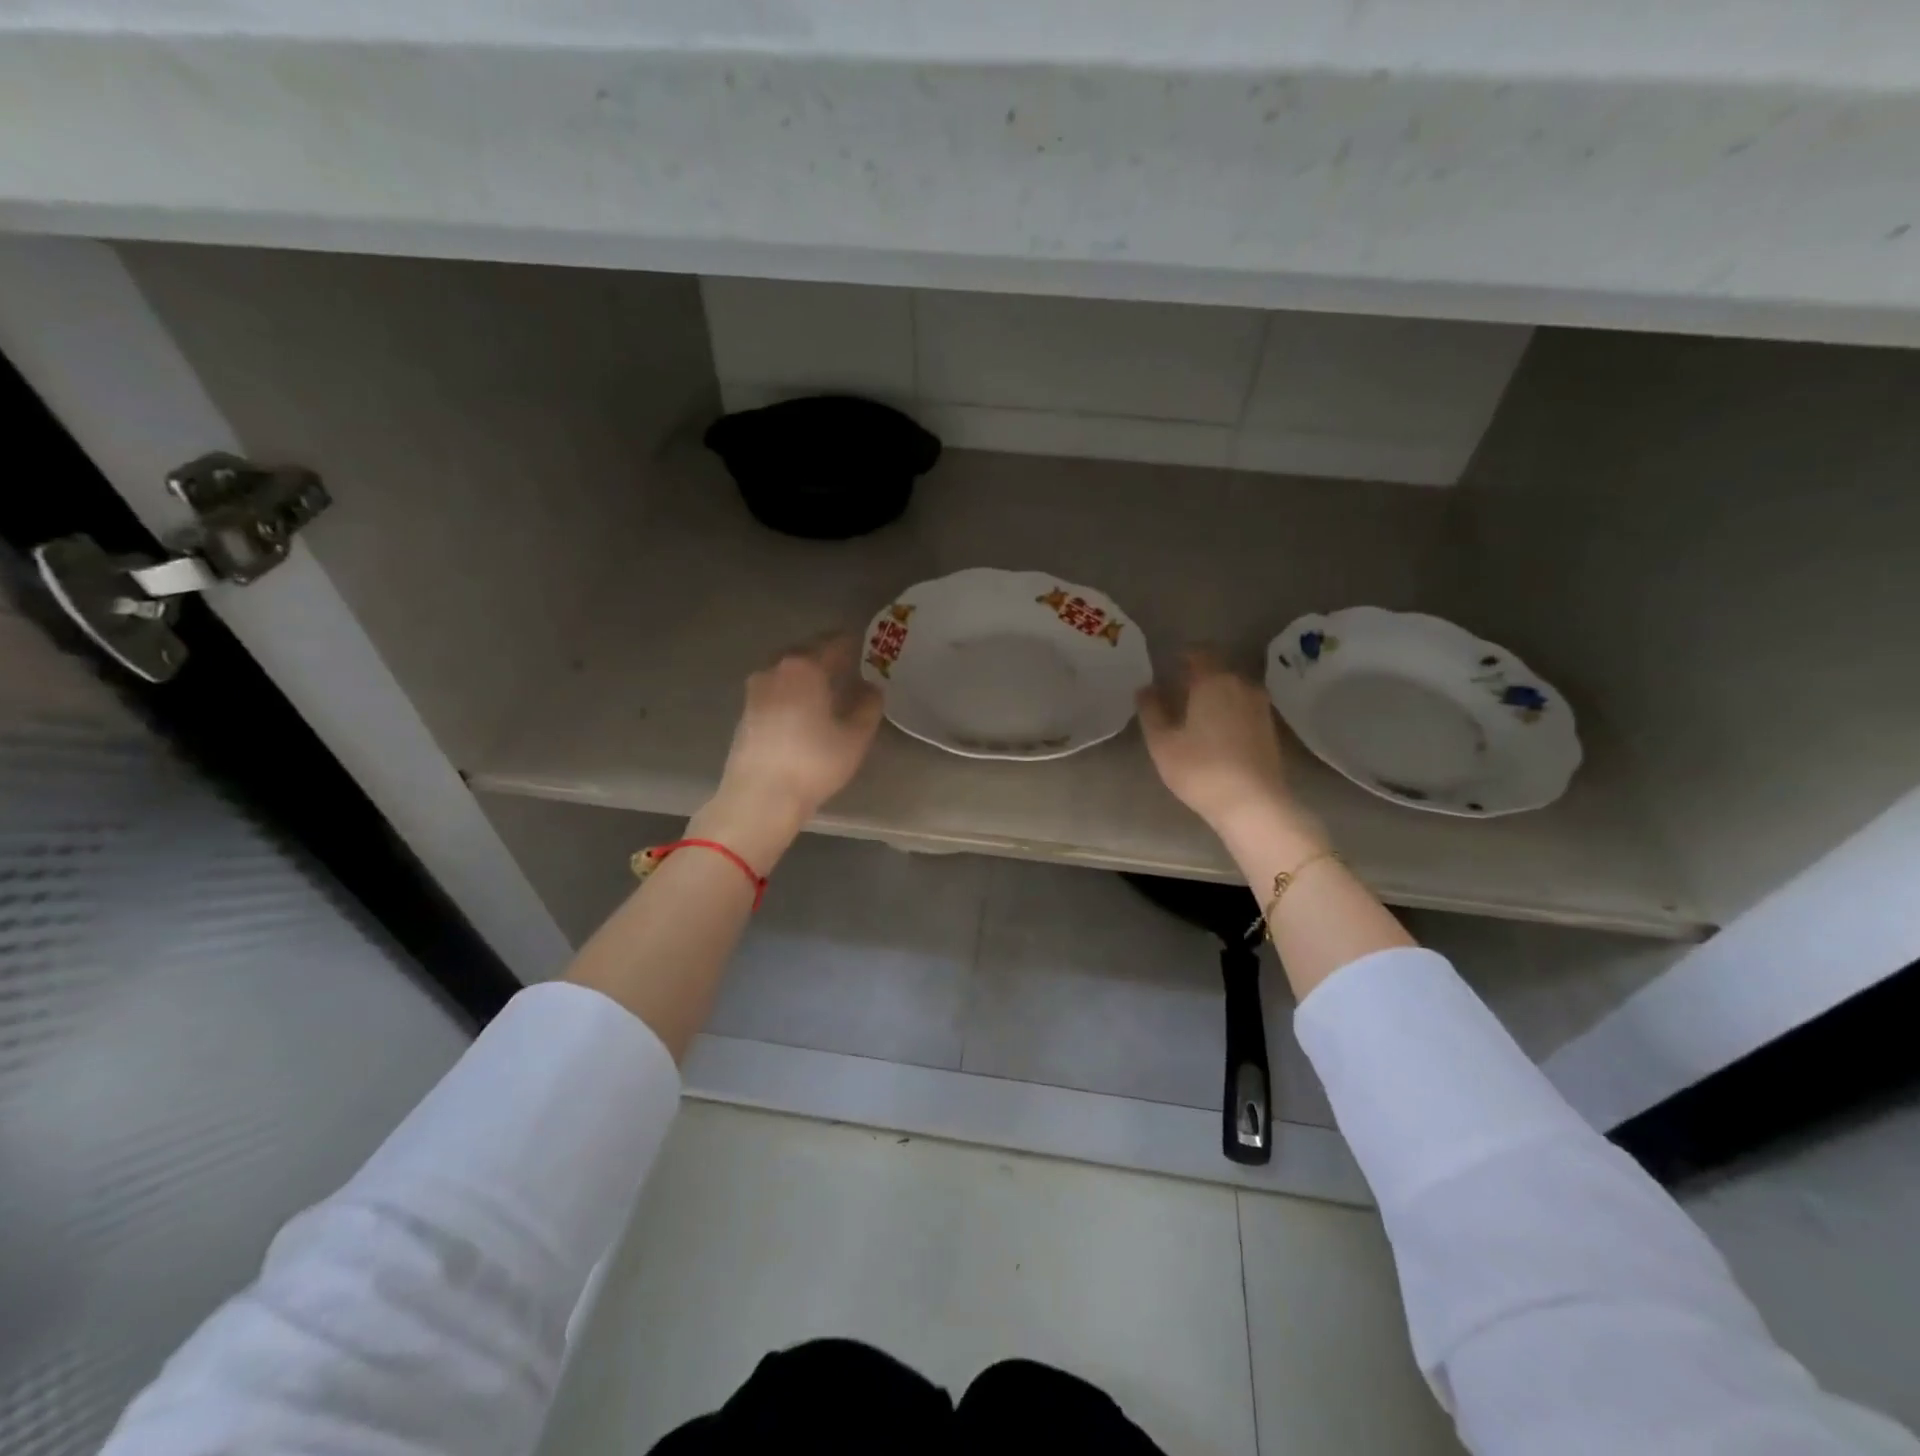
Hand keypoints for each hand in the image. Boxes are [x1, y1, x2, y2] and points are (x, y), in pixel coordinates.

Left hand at [703, 636, 883, 855]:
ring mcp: (756, 689)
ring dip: (808, 674)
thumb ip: (868, 706)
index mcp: (805, 666)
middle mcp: (776, 668)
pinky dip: (792, 691)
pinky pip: (776, 689)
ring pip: (788, 671)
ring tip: (828, 687)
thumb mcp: (855, 737)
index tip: (867, 647)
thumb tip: (871, 688)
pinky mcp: (746, 711)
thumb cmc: (814, 762)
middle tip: (850, 665)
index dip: (854, 644)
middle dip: (828, 656)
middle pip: (807, 652)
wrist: (759, 797)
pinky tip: (804, 708)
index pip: (835, 643)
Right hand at [1137, 651, 1307, 839]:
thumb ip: (1151, 710)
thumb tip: (1145, 688)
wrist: (1253, 804)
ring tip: (1195, 713)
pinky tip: (1216, 731)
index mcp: (1213, 681)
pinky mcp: (1270, 729)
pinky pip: (1244, 707)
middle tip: (1176, 692)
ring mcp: (1261, 707)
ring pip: (1233, 689)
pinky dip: (1229, 711)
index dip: (1183, 656)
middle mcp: (1242, 685)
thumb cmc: (1200, 769)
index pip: (1199, 653)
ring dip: (1215, 695)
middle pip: (1218, 670)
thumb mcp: (1163, 742)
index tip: (1168, 666)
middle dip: (1198, 676)